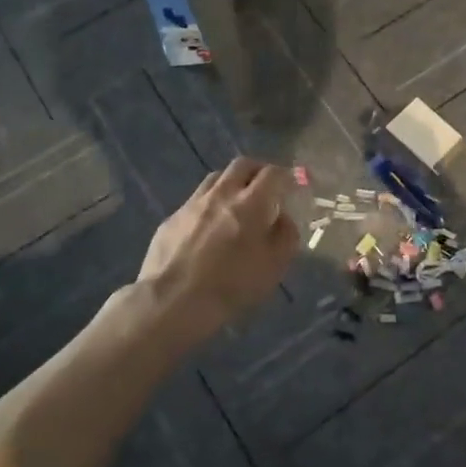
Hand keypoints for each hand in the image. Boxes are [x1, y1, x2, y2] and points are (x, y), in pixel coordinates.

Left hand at [137, 157, 297, 339]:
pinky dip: (209, 204)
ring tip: (237, 202)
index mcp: (251, 203)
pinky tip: (208, 226)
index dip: (287, 175)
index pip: (273, 173)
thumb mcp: (273, 267)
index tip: (293, 184)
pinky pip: (196, 200)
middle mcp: (221, 194)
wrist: (171, 302)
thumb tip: (282, 218)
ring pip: (216, 178)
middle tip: (266, 187)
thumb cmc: (230, 286)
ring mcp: (193, 204)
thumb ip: (285, 236)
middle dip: (259, 171)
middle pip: (243, 165)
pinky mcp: (172, 218)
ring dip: (232, 183)